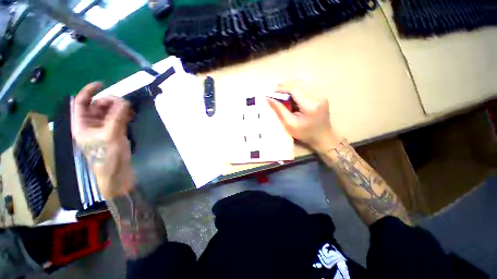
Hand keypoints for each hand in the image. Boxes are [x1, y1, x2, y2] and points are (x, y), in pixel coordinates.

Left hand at [73, 82, 133, 197]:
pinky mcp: (115, 132)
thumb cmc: (107, 157)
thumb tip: (125, 101)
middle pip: (97, 106)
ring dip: (119, 108)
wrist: (117, 173)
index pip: (80, 103)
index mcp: (82, 125)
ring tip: (130, 110)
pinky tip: (131, 115)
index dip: (89, 91)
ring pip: (109, 112)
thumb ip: (117, 117)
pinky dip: (124, 115)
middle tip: (124, 102)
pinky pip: (118, 119)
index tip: (102, 84)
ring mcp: (103, 128)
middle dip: (109, 101)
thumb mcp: (111, 136)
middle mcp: (91, 124)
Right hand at [267, 80, 340, 152]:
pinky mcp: (321, 96)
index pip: (294, 89)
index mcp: (310, 105)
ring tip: (281, 95)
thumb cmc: (305, 134)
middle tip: (275, 93)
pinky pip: (306, 88)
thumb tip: (269, 99)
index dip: (281, 88)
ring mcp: (321, 95)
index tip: (271, 93)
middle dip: (285, 86)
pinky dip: (296, 90)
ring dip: (290, 87)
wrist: (323, 138)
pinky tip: (291, 97)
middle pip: (299, 83)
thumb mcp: (290, 125)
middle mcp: (318, 97)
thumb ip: (280, 110)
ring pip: (303, 84)